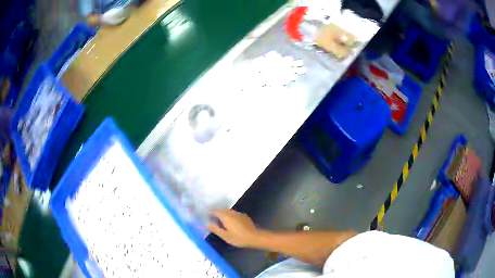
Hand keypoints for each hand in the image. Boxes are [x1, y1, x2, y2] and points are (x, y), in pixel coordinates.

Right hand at [208, 210, 259, 247]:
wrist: (255, 237)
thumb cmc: (238, 238)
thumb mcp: (224, 235)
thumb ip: (215, 229)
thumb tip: (207, 224)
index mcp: (225, 216)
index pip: (215, 211)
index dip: (209, 213)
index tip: (205, 216)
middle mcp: (232, 212)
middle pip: (221, 210)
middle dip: (216, 214)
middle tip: (212, 220)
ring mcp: (239, 214)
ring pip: (228, 212)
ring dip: (223, 215)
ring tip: (220, 223)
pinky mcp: (244, 217)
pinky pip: (234, 215)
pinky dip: (230, 217)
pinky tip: (231, 224)